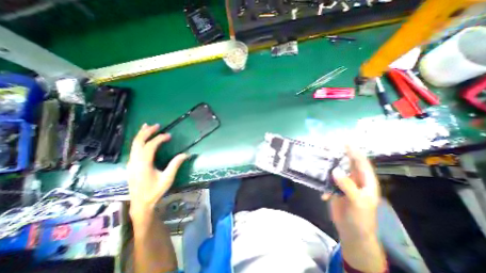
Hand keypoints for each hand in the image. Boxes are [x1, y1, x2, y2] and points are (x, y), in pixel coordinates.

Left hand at [126, 124, 187, 221]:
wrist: (140, 203)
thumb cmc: (155, 191)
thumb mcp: (167, 178)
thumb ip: (175, 164)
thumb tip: (186, 154)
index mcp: (143, 165)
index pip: (150, 146)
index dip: (159, 138)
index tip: (169, 135)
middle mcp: (135, 162)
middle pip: (138, 142)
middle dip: (147, 132)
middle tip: (157, 125)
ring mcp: (131, 163)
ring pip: (134, 144)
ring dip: (141, 134)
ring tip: (148, 126)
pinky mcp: (131, 165)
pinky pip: (134, 149)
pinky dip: (139, 140)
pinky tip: (143, 138)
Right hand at [322, 146, 378, 241]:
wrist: (352, 232)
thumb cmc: (360, 218)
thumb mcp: (357, 202)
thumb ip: (347, 185)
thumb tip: (334, 170)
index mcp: (366, 182)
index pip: (361, 163)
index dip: (354, 152)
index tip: (345, 142)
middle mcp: (355, 181)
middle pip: (347, 165)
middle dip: (339, 155)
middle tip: (329, 147)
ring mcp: (344, 185)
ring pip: (336, 171)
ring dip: (328, 167)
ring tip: (320, 161)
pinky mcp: (335, 189)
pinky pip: (328, 181)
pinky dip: (323, 183)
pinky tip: (322, 192)